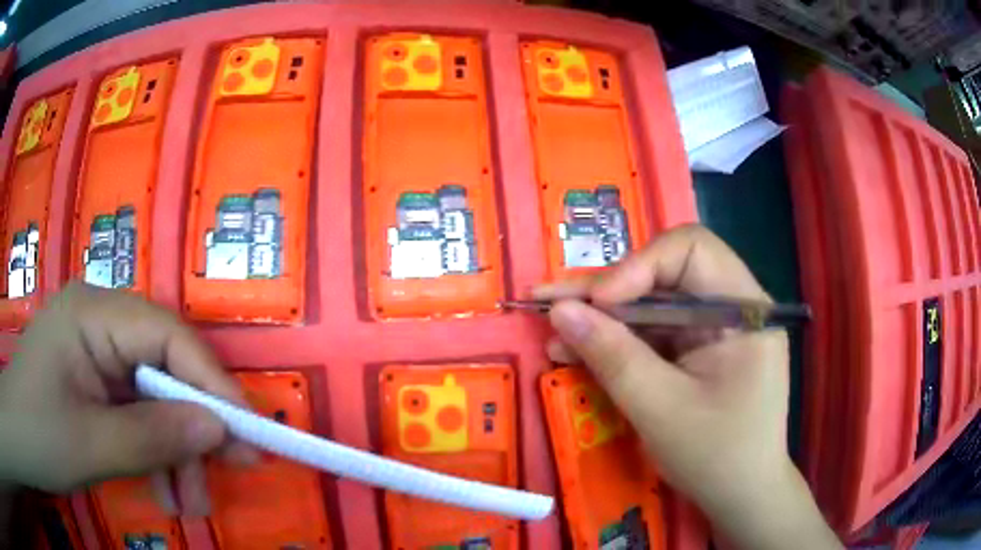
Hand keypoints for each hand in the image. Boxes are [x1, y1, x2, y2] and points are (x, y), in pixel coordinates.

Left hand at [0, 282, 255, 515]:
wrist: (22, 439)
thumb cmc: (38, 436)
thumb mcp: (92, 446)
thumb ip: (155, 437)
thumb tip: (222, 430)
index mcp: (93, 314)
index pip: (166, 335)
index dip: (211, 381)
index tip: (250, 433)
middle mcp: (100, 320)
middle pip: (165, 366)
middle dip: (195, 426)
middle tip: (231, 474)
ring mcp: (97, 349)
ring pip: (155, 396)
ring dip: (176, 452)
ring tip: (188, 505)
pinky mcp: (96, 378)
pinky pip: (138, 411)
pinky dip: (155, 453)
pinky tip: (162, 489)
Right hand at [536, 225, 839, 549]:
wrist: (742, 496)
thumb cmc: (715, 457)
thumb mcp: (660, 409)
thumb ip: (612, 356)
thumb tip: (560, 311)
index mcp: (744, 309)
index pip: (692, 250)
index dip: (639, 266)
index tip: (597, 304)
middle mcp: (734, 307)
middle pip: (667, 275)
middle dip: (608, 292)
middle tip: (550, 303)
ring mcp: (717, 330)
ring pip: (654, 305)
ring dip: (605, 319)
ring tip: (554, 331)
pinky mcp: (701, 352)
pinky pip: (656, 334)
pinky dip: (619, 343)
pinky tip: (579, 351)